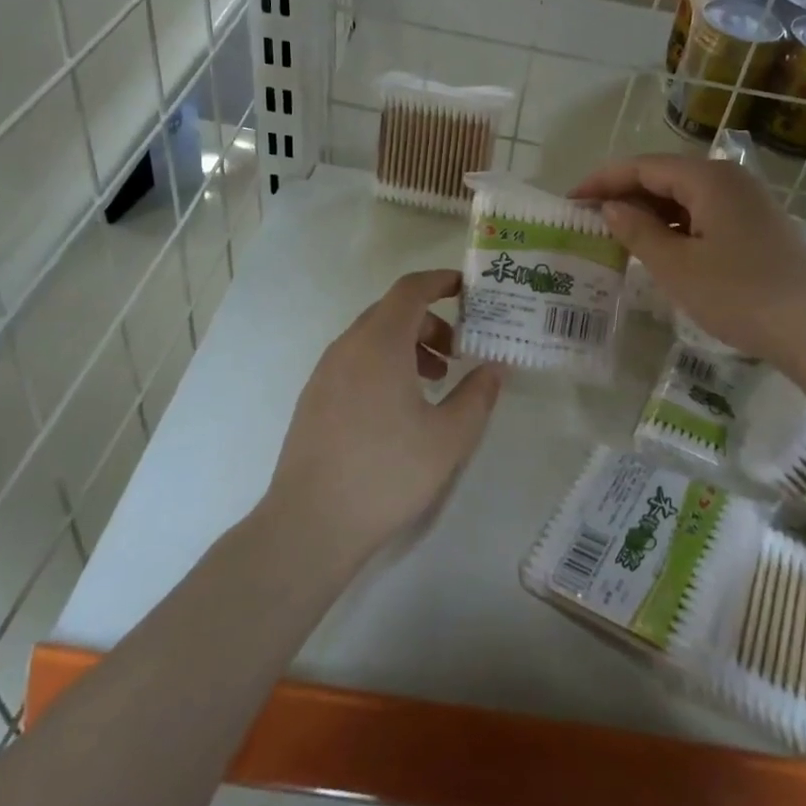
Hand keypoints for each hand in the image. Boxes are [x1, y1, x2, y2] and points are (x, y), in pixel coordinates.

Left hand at [263, 269, 505, 559]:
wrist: (310, 524)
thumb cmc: (387, 473)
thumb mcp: (449, 437)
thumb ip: (478, 395)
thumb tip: (495, 367)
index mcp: (380, 342)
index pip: (411, 289)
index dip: (441, 281)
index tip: (468, 290)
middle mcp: (348, 346)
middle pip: (392, 311)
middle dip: (431, 321)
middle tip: (459, 351)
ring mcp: (325, 372)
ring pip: (373, 337)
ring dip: (408, 345)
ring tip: (436, 381)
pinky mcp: (314, 397)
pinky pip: (356, 360)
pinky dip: (384, 363)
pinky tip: (400, 406)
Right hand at [570, 155, 805, 367]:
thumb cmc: (739, 294)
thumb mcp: (677, 267)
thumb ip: (638, 231)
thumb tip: (612, 208)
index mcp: (708, 178)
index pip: (643, 166)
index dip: (603, 181)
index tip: (571, 200)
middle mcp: (730, 179)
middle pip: (665, 176)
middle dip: (625, 194)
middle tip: (590, 218)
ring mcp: (749, 202)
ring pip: (687, 196)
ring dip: (651, 212)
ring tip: (619, 234)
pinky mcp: (759, 226)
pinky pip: (706, 214)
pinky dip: (677, 225)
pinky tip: (662, 248)